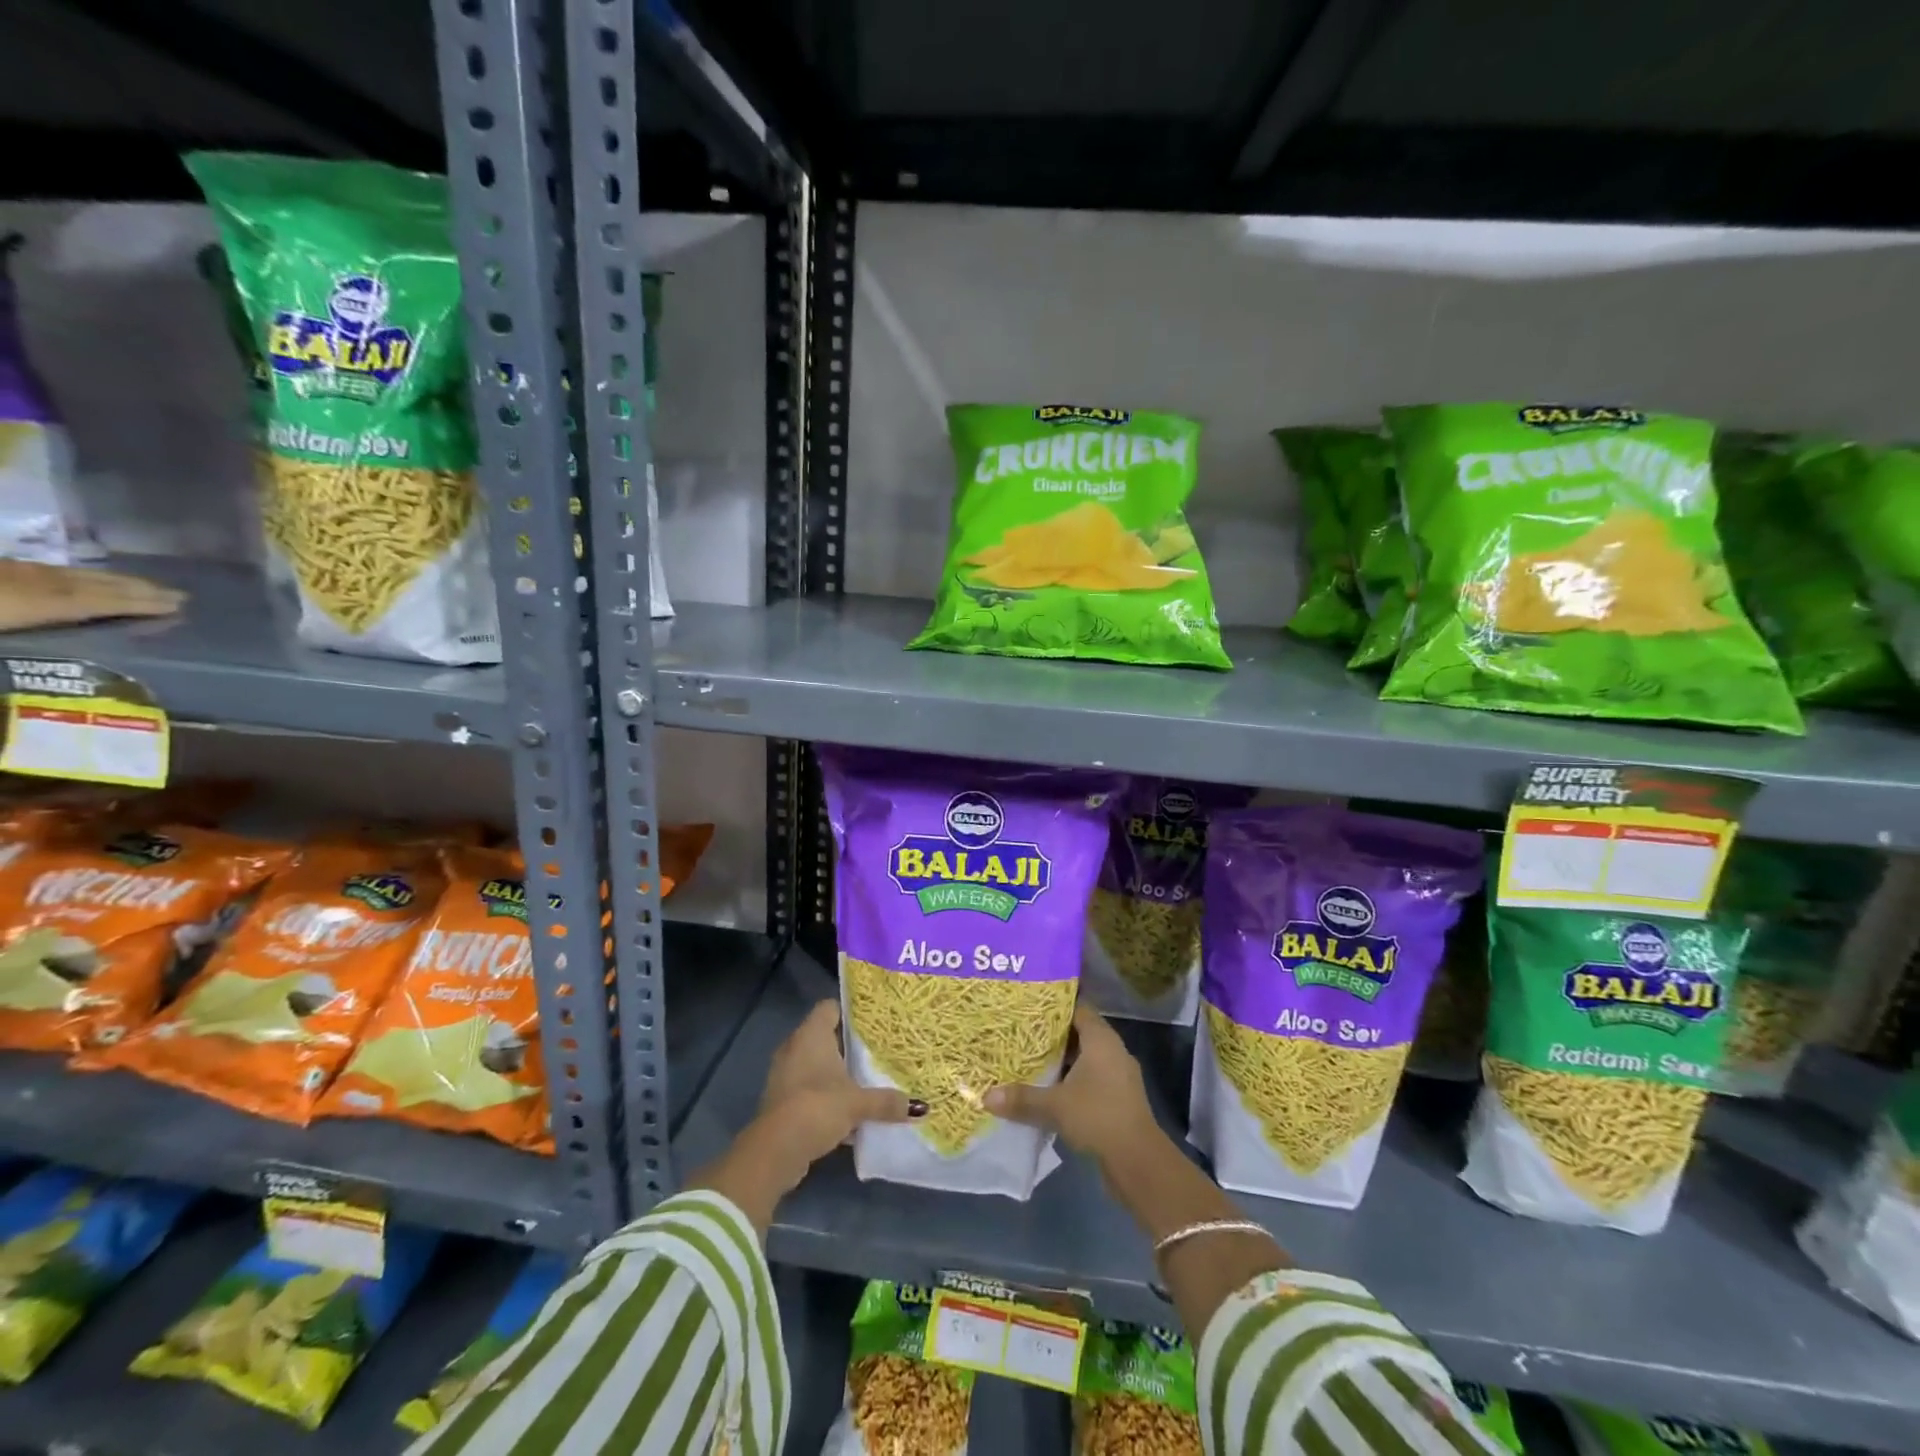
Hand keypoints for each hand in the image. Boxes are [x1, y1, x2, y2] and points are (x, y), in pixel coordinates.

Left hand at [757, 1000, 924, 1172]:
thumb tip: (920, 1107)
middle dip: (848, 1045)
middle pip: (824, 1036)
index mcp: (811, 1034)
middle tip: (876, 1050)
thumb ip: (886, 1102)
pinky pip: (808, 1088)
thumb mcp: (858, 1104)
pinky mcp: (781, 1100)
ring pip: (815, 1064)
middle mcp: (795, 1047)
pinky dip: (824, 1095)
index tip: (873, 1020)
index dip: (850, 1011)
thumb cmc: (817, 1107)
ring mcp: (785, 1074)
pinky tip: (846, 1111)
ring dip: (835, 1074)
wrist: (775, 1151)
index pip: (830, 1007)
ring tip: (865, 1080)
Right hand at [983, 1001, 1156, 1163]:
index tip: (1030, 1004)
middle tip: (1022, 1031)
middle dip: (1053, 1034)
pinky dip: (1072, 1080)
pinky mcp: (1119, 1098)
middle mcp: (1113, 1051)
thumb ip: (1022, 1098)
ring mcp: (1119, 1075)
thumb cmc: (1098, 1117)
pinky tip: (1050, 1089)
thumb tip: (986, 1096)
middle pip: (1080, 1032)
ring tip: (1030, 1058)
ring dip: (1062, 1060)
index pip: (1078, 1008)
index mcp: (1101, 1039)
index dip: (1055, 1005)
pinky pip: (1092, 1078)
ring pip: (1086, 1058)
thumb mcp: (1055, 1106)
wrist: (1139, 1161)